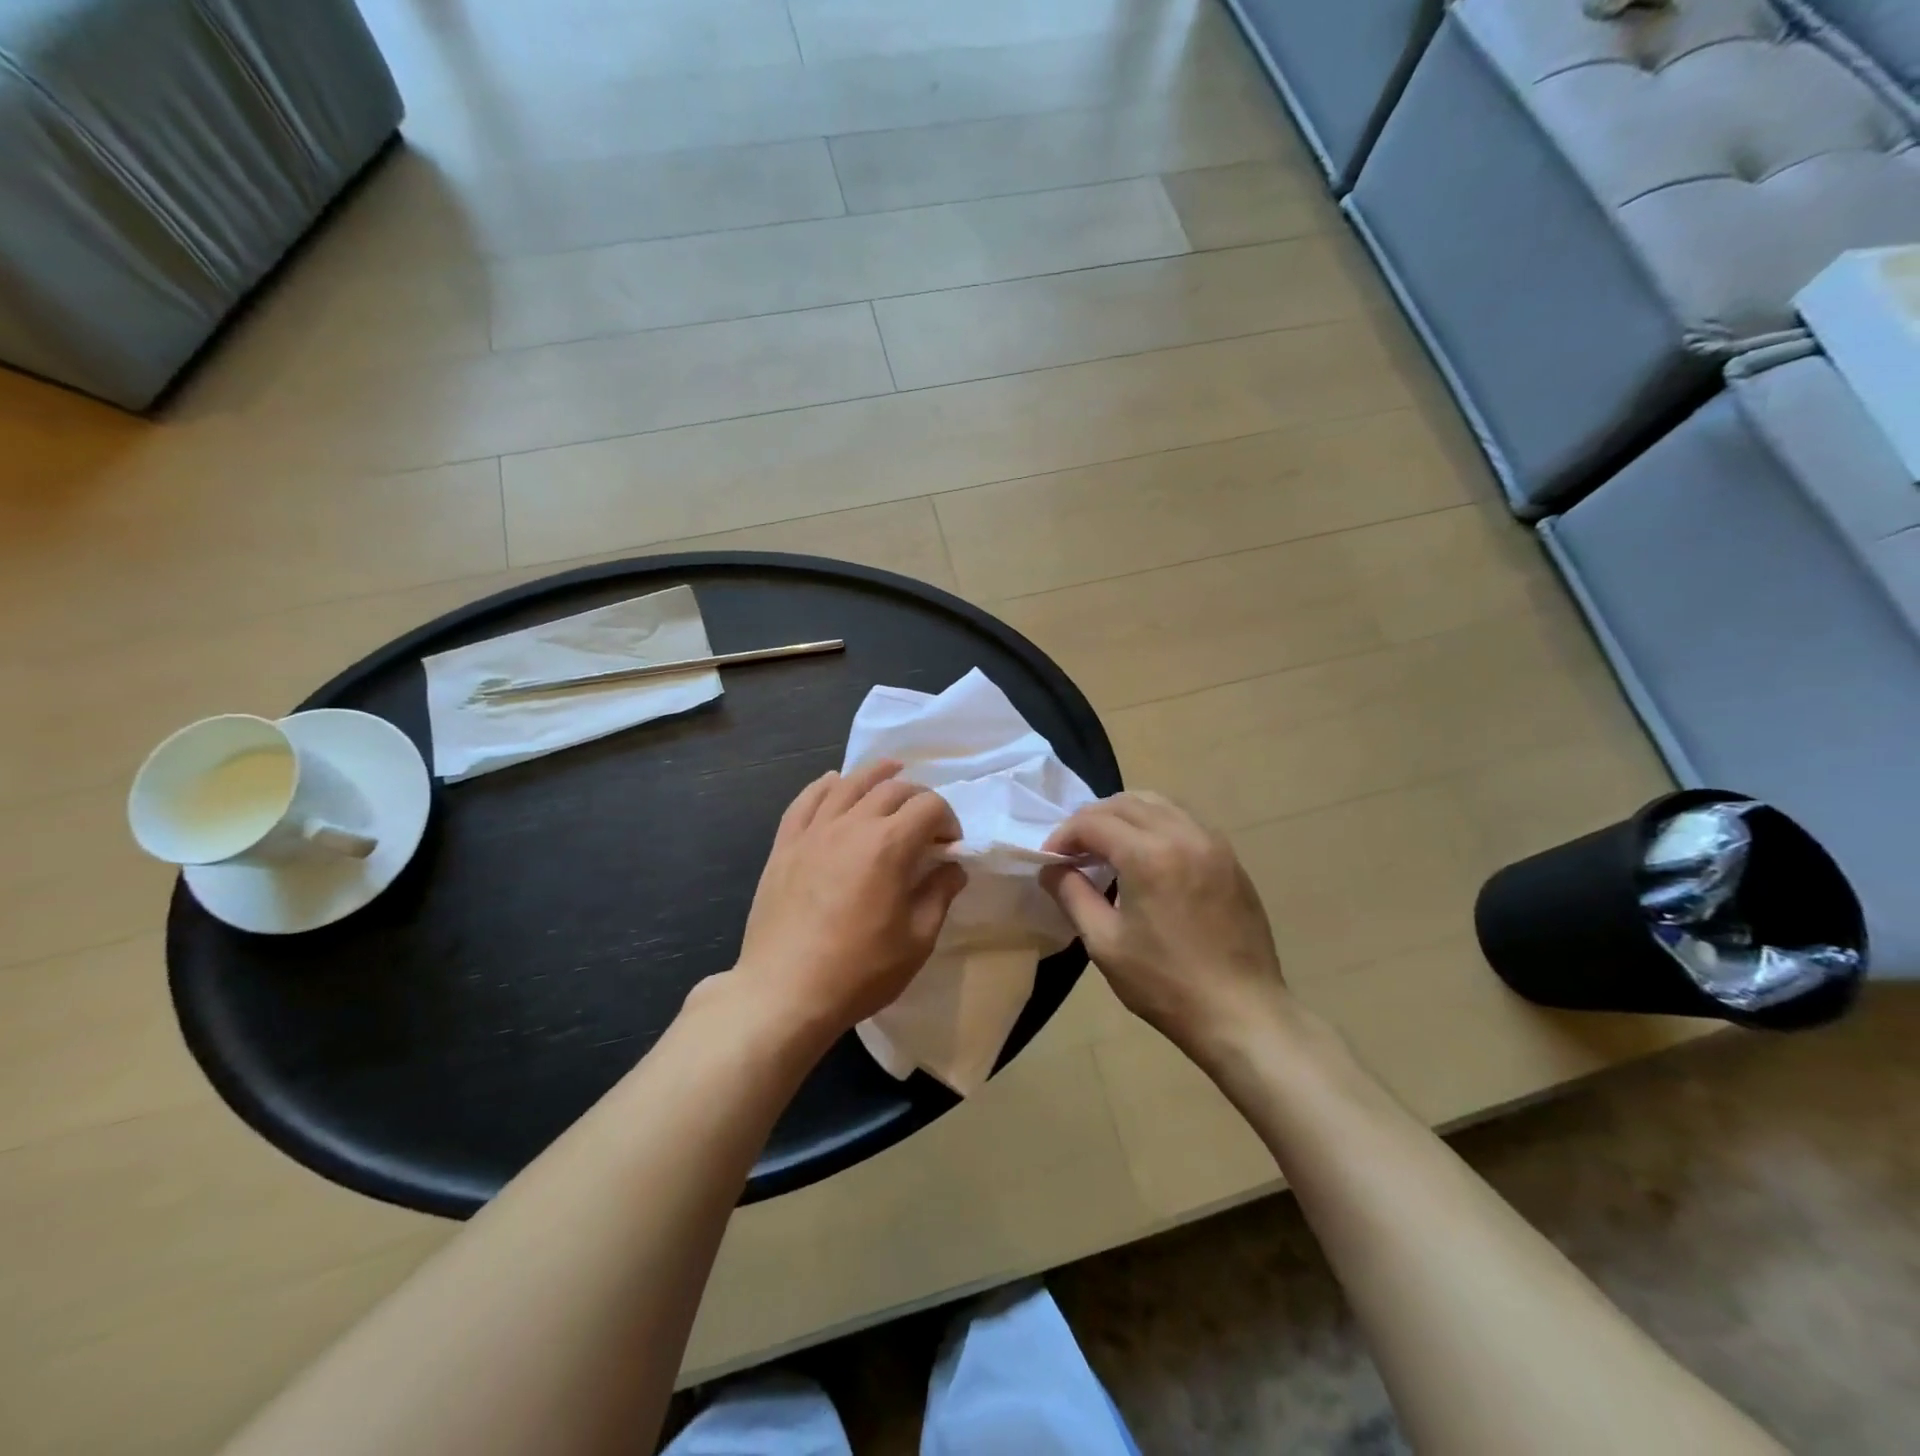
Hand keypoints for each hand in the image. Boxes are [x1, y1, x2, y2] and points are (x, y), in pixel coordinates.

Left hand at [733, 760, 966, 1038]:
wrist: (784, 992)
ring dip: (876, 774)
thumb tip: (952, 868)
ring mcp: (814, 831)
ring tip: (891, 772)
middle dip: (918, 797)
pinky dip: (825, 786)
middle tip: (925, 823)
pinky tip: (834, 783)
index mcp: (890, 845)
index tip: (950, 846)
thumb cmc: (860, 971)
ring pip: (849, 783)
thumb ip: (939, 895)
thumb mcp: (917, 940)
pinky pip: (806, 800)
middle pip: (892, 788)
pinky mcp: (785, 844)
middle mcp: (852, 825)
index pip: (930, 807)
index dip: (949, 819)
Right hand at [1042, 792, 1285, 1059]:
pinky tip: (1147, 855)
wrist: (1242, 1013)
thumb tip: (1050, 868)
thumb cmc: (1165, 983)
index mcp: (1149, 855)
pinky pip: (1185, 821)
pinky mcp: (1230, 858)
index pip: (1093, 822)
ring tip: (1107, 846)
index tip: (1050, 860)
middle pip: (1125, 803)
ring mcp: (1212, 843)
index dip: (1063, 835)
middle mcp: (1183, 835)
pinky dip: (1156, 824)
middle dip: (1091, 820)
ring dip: (1124, 815)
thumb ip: (1072, 895)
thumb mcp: (1104, 943)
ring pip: (1159, 804)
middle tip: (1073, 850)